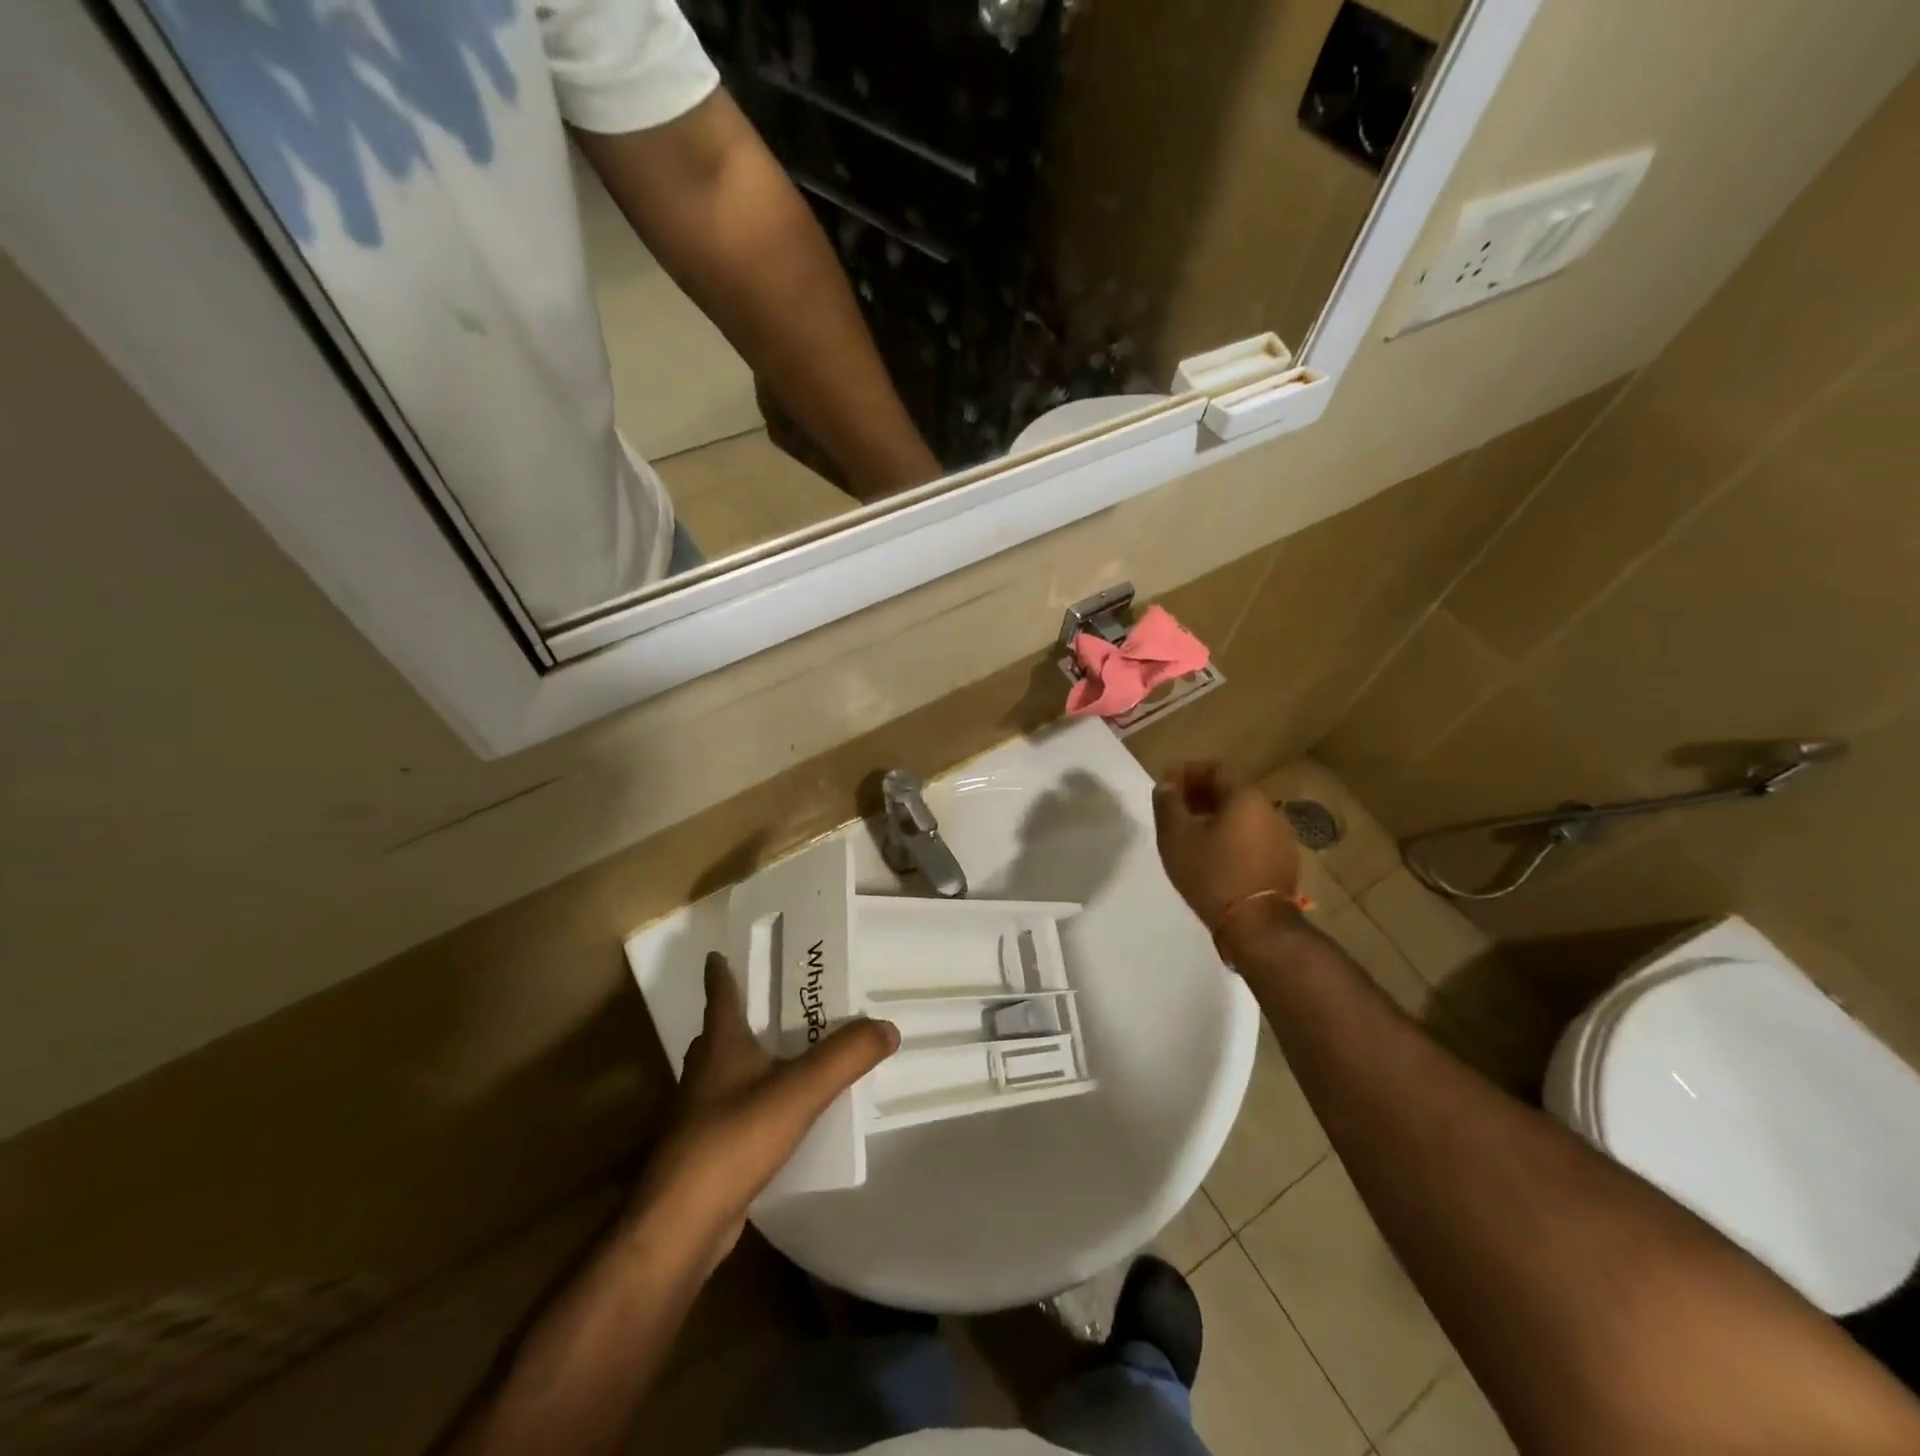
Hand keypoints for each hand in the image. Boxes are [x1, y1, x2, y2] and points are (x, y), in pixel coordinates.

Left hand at [635, 952, 898, 1264]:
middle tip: (776, 1001)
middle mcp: (706, 1073)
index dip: (720, 973)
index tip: (718, 953)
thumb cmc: (733, 1140)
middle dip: (741, 1015)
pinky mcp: (709, 1151)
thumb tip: (888, 1026)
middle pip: (719, 1034)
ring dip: (750, 1059)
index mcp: (721, 1046)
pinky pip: (737, 1111)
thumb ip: (846, 1056)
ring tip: (788, 1052)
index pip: (720, 996)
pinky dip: (757, 1101)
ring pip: (727, 1073)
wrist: (681, 1226)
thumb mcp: (799, 1091)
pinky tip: (783, 1113)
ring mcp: (702, 1115)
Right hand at [1152, 762, 1299, 934]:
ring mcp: (1281, 837)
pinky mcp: (1284, 862)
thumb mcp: (1176, 837)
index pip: (1216, 768)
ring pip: (1243, 816)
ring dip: (1217, 817)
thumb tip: (1166, 785)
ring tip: (1192, 833)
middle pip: (1232, 791)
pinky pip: (1253, 837)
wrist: (1256, 926)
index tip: (1167, 784)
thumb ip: (1168, 804)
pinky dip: (1232, 837)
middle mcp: (1269, 810)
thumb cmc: (1212, 873)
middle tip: (1176, 808)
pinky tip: (1214, 855)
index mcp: (1245, 797)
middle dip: (1201, 794)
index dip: (1189, 771)